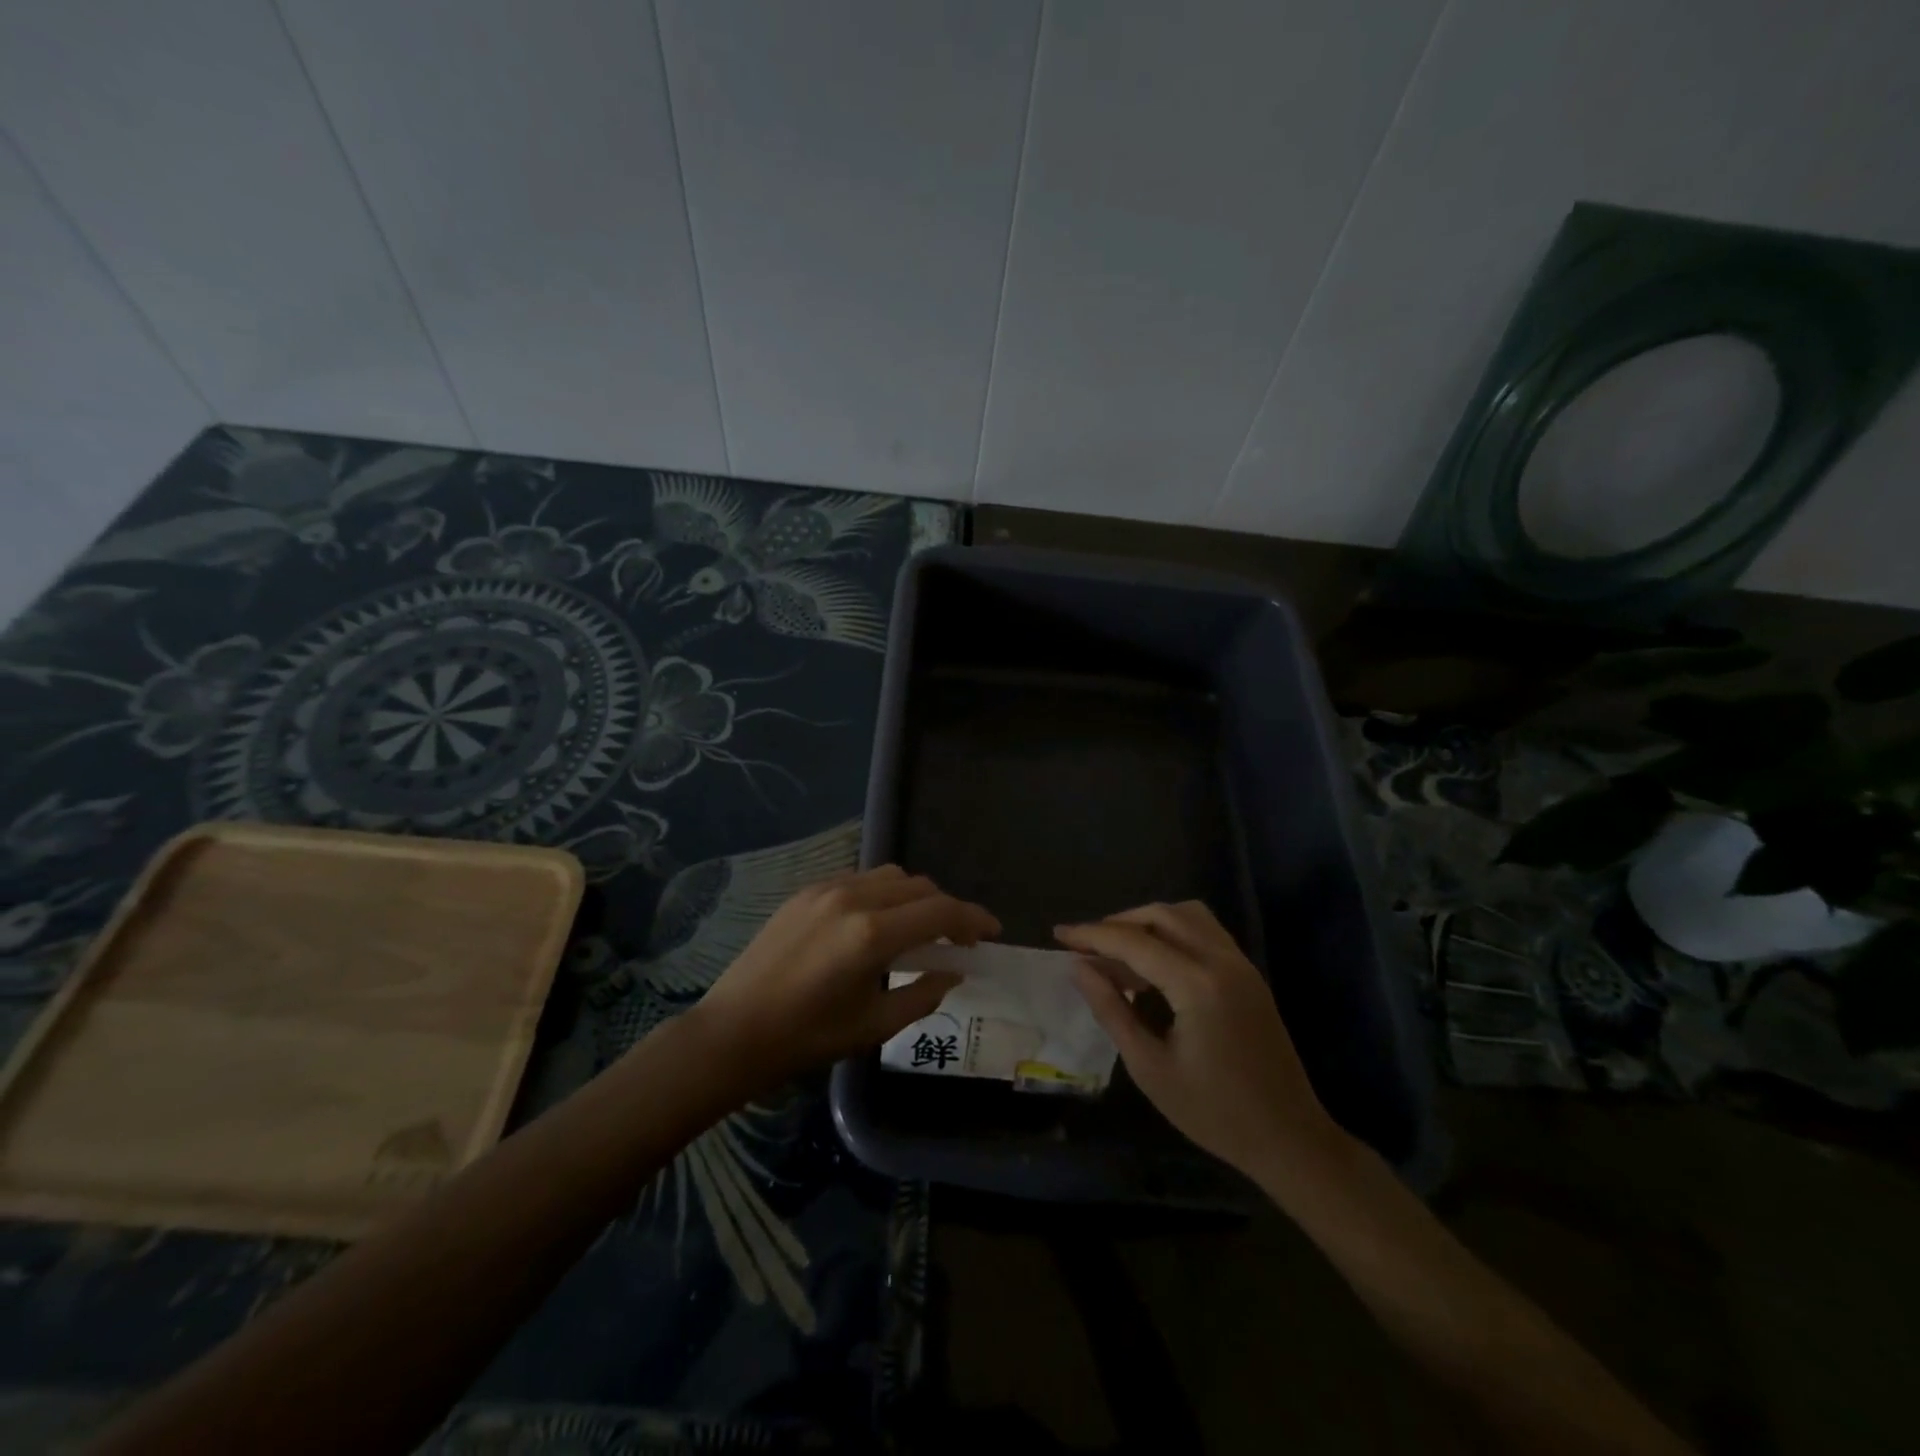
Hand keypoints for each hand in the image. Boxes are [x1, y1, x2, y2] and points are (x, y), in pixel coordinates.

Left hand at [692, 866, 998, 1086]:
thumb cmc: (806, 1038)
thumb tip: (954, 971)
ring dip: (916, 897)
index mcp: (873, 934)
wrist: (733, 1031)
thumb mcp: (874, 1026)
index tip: (992, 933)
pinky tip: (878, 922)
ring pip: (891, 876)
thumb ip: (923, 993)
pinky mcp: (806, 891)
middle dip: (947, 909)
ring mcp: (826, 888)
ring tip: (919, 929)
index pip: (941, 912)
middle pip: (920, 887)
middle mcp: (854, 898)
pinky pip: (860, 878)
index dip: (974, 919)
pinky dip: (883, 893)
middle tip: (957, 940)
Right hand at [1057, 902, 1345, 1182]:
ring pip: (1186, 915)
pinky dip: (1173, 932)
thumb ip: (1111, 1011)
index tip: (1058, 935)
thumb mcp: (1150, 1068)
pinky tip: (1153, 963)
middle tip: (1086, 945)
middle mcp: (1222, 961)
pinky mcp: (1248, 974)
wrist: (1289, 1139)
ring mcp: (1240, 964)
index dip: (1092, 935)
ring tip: (1118, 952)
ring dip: (1147, 922)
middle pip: (1161, 915)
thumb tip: (1079, 967)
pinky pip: (1205, 931)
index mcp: (1198, 985)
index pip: (1134, 942)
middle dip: (1118, 923)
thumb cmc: (1214, 1113)